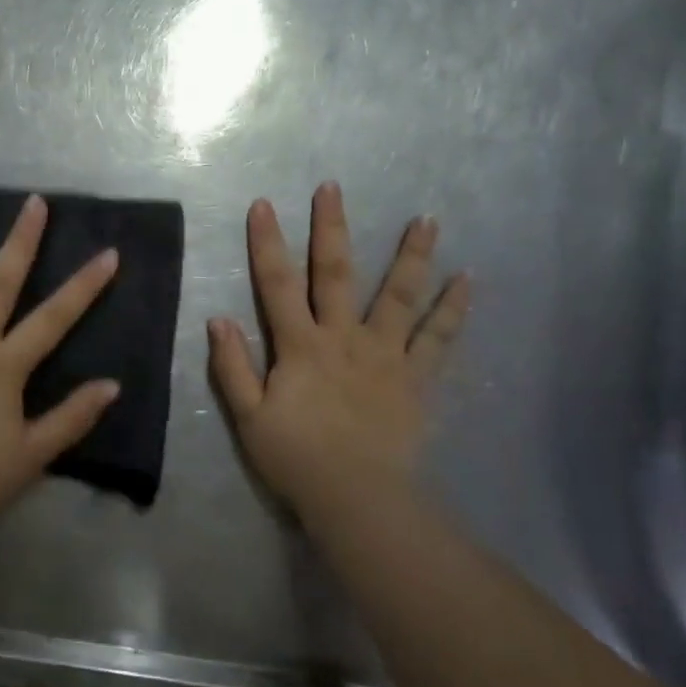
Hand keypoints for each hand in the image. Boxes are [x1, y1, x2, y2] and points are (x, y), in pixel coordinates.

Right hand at [208, 181, 469, 528]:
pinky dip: (453, 310)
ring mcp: (385, 355)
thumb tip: (217, 319)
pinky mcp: (416, 378)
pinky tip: (468, 281)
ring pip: (399, 296)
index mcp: (300, 346)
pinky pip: (438, 339)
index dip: (268, 243)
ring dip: (412, 255)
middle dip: (332, 228)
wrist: (357, 498)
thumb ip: (232, 367)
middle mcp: (343, 338)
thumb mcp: (249, 417)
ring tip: (427, 219)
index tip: (264, 204)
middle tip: (333, 188)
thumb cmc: (297, 458)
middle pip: (336, 274)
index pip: (277, 284)